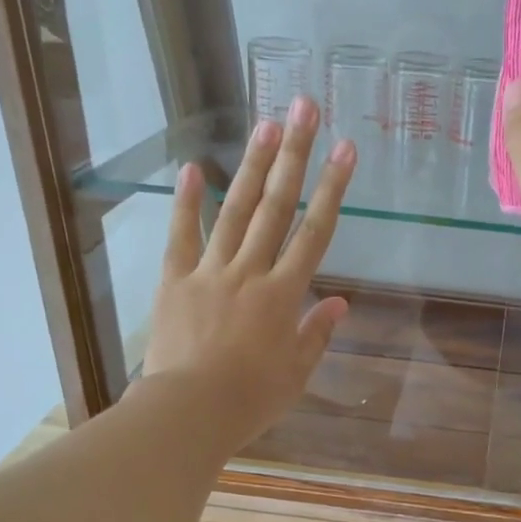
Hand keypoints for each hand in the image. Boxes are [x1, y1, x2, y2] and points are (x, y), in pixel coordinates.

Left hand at [141, 96, 353, 445]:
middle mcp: (250, 272)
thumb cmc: (250, 400)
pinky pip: (181, 236)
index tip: (346, 150)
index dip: (333, 189)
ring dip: (251, 165)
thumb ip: (317, 333)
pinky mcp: (174, 281)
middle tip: (304, 109)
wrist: (188, 412)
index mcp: (284, 295)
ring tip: (265, 122)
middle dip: (294, 155)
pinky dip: (186, 202)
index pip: (315, 233)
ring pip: (235, 211)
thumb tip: (339, 303)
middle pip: (276, 206)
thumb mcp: (296, 373)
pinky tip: (193, 167)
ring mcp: (209, 272)